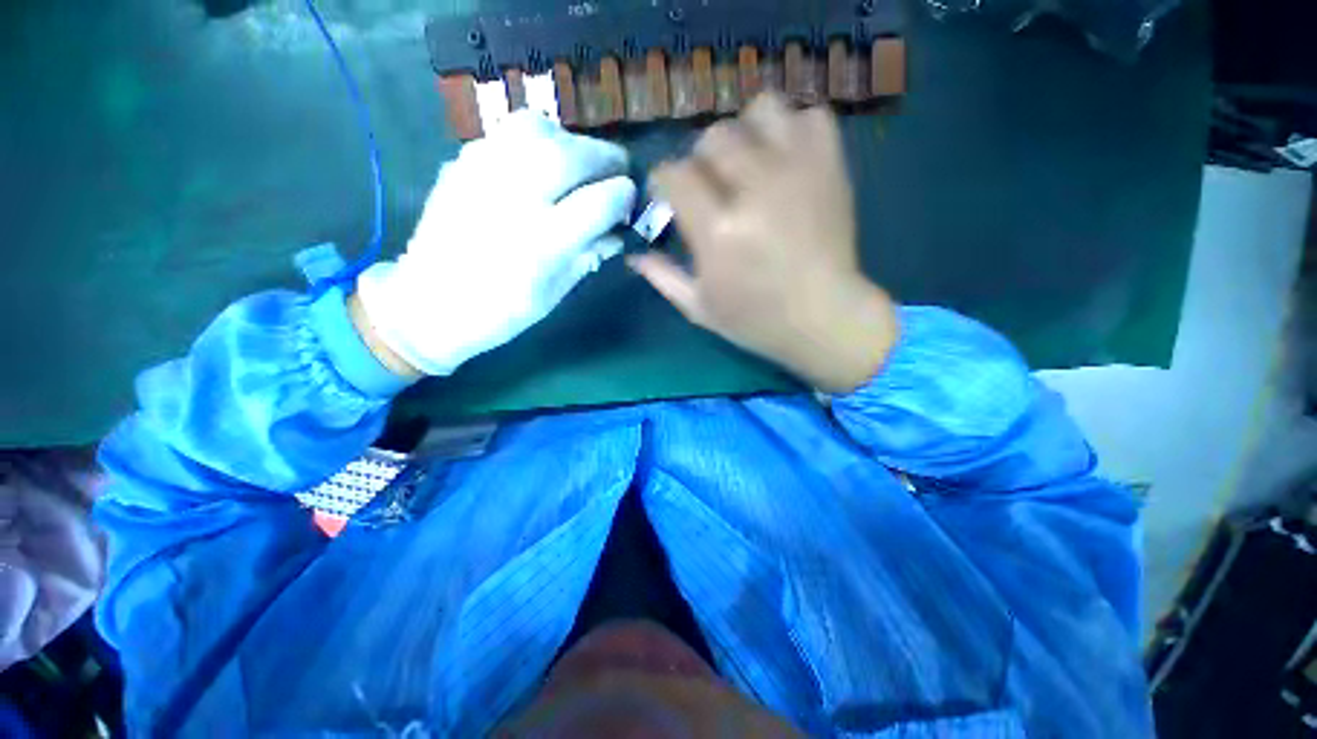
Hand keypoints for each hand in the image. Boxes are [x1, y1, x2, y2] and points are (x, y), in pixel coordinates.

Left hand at [355, 111, 636, 375]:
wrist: (428, 304)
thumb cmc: (500, 312)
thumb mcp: (555, 292)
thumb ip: (589, 255)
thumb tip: (618, 230)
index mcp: (542, 244)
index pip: (600, 202)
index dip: (624, 197)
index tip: (630, 201)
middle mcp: (514, 199)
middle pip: (574, 156)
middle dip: (607, 159)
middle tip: (617, 172)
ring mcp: (482, 173)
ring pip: (539, 129)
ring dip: (572, 141)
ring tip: (579, 163)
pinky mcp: (462, 162)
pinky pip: (508, 132)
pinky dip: (538, 139)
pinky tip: (542, 163)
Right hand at [628, 92, 897, 391]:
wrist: (824, 319)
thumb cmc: (756, 320)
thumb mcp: (699, 308)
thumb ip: (663, 277)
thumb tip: (634, 255)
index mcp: (717, 229)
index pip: (674, 173)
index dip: (663, 181)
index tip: (668, 195)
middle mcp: (754, 188)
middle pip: (713, 135)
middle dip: (701, 159)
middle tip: (710, 186)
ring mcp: (797, 171)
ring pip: (761, 110)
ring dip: (747, 132)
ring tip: (749, 163)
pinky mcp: (830, 166)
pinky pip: (810, 116)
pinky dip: (794, 131)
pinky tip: (786, 160)